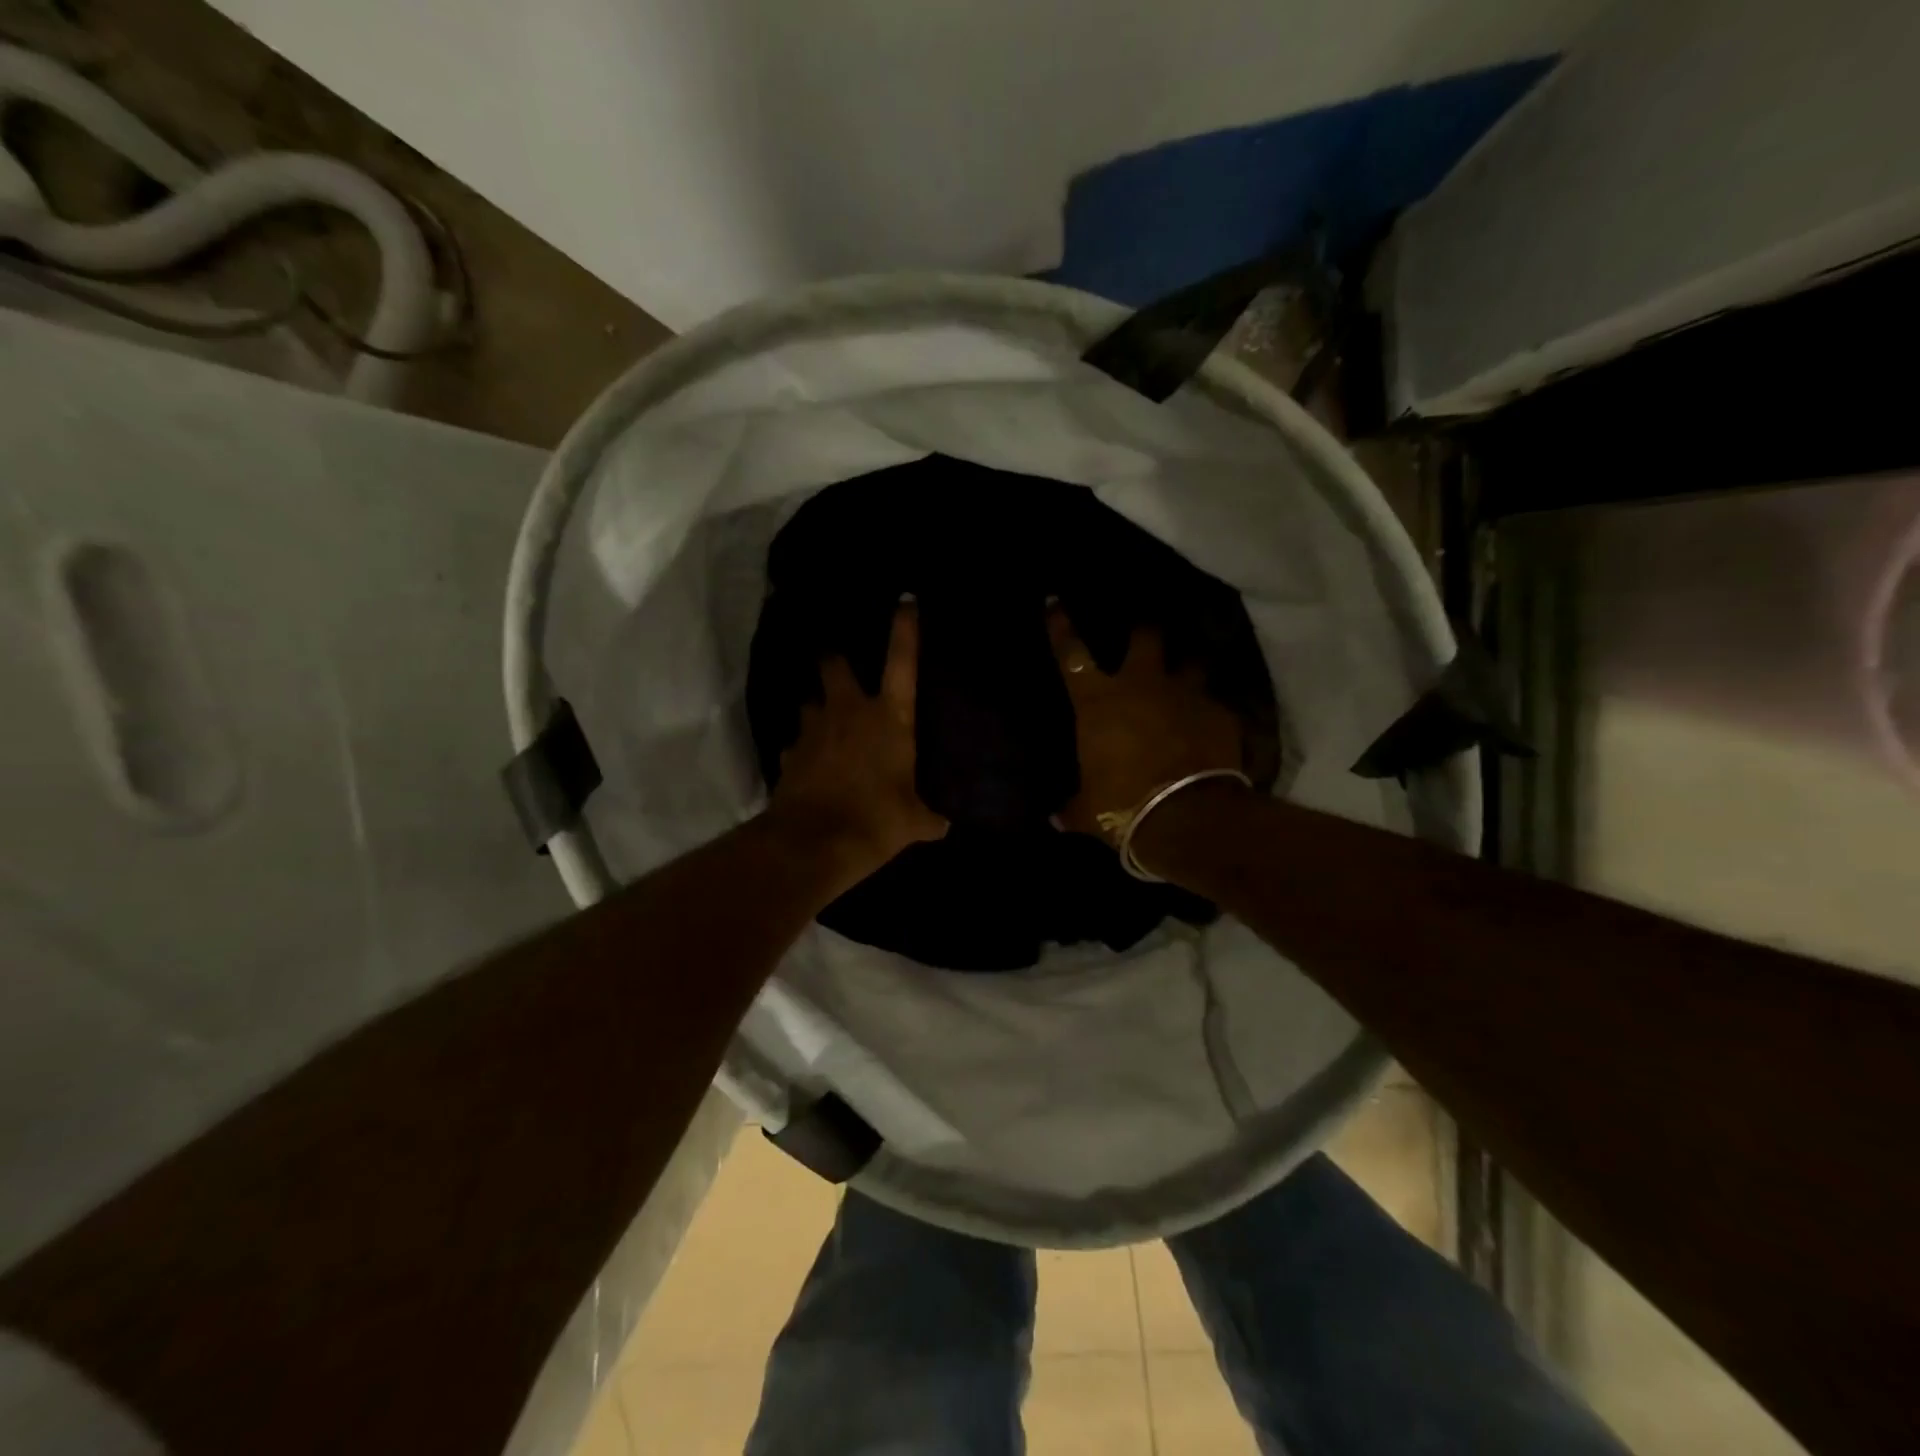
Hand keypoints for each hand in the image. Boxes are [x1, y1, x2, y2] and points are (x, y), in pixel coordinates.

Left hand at [769, 601, 946, 882]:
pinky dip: (804, 749)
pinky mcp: (789, 754)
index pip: (902, 662)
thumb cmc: (875, 820)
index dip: (905, 629)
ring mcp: (813, 730)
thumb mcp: (915, 823)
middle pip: (833, 665)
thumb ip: (931, 817)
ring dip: (819, 709)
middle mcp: (848, 712)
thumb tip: (945, 823)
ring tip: (827, 724)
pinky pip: (797, 743)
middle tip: (841, 668)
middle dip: (835, 661)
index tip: (906, 601)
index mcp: (889, 718)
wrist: (812, 844)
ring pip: (811, 702)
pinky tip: (810, 765)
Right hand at [1050, 606, 1247, 841]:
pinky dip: (1210, 714)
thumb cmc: (1121, 807)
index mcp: (1098, 703)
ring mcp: (1185, 696)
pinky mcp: (1220, 714)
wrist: (1186, 817)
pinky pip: (1215, 705)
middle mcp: (1142, 686)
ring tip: (1187, 678)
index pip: (1072, 654)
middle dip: (1144, 632)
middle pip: (1145, 639)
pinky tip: (1212, 728)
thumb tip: (1055, 816)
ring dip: (1187, 670)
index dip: (1061, 627)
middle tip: (1144, 632)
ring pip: (1190, 663)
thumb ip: (1071, 806)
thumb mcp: (1086, 811)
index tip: (1055, 601)